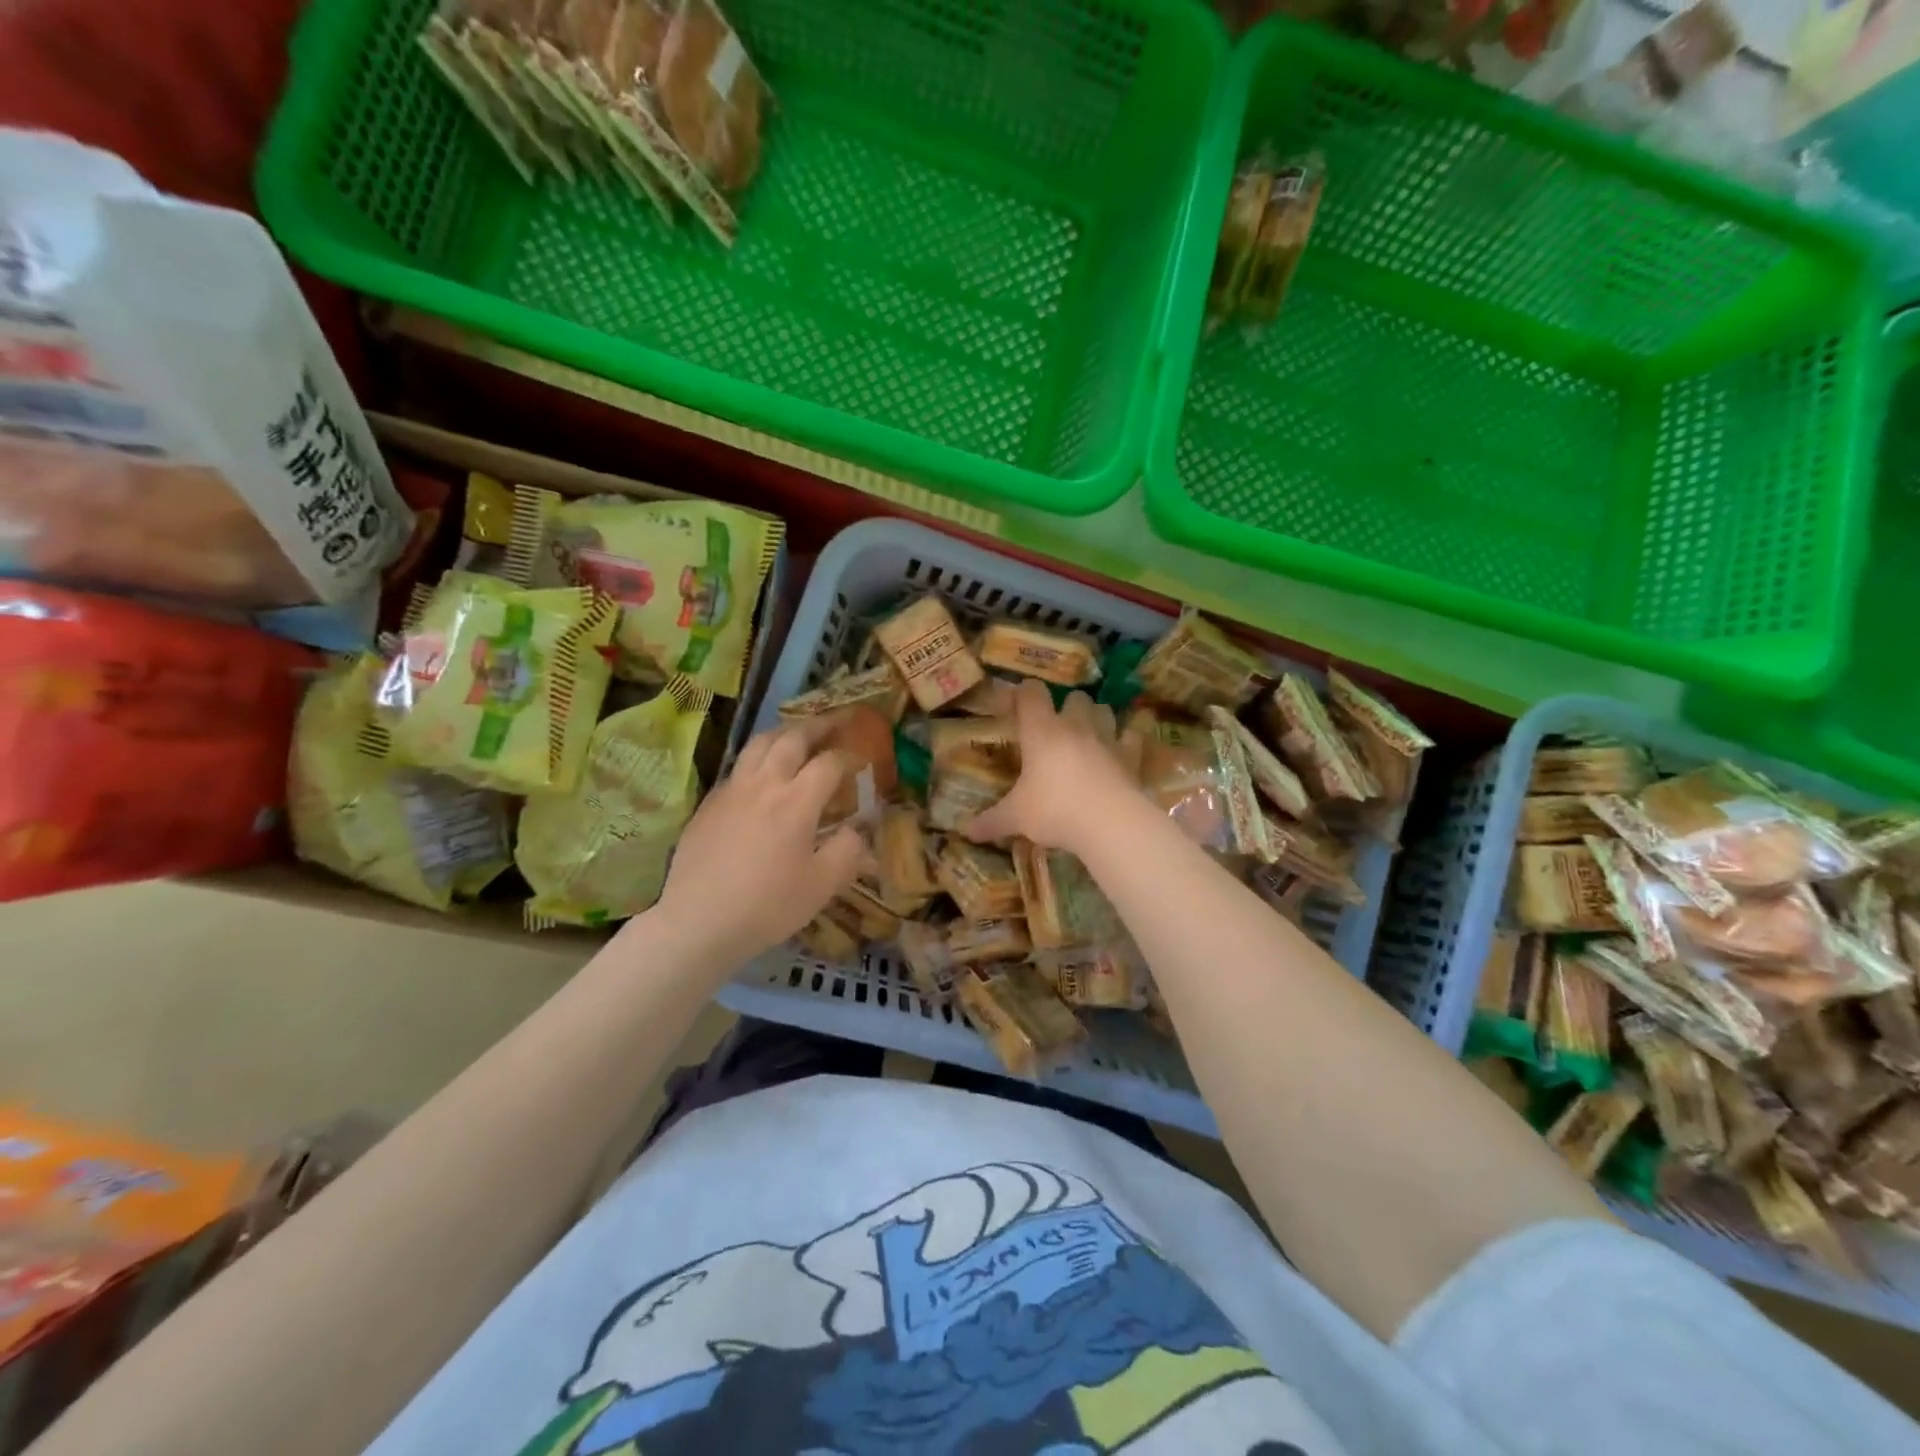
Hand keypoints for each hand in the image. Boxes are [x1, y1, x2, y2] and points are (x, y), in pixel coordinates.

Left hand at [653, 718, 865, 968]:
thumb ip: (847, 852)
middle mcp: (764, 784)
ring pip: (759, 744)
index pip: (829, 763)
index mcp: (796, 801)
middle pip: (792, 738)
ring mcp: (731, 790)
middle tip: (835, 723)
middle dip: (818, 726)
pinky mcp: (709, 803)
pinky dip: (758, 757)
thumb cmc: (767, 906)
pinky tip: (762, 772)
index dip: (849, 756)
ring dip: (785, 733)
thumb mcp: (821, 886)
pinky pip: (738, 766)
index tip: (862, 759)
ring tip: (798, 734)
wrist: (698, 922)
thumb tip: (857, 830)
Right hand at [965, 680, 1142, 855]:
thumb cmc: (1054, 810)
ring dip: (1096, 717)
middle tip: (1057, 726)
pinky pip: (1131, 738)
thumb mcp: (1016, 817)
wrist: (1110, 822)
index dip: (1024, 692)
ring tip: (1089, 735)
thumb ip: (992, 821)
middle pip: (1075, 696)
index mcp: (1041, 731)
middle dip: (1067, 706)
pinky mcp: (1131, 756)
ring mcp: (1107, 738)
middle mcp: (1075, 726)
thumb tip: (967, 831)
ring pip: (1104, 710)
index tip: (1018, 701)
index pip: (1031, 694)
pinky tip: (1120, 753)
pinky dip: (1126, 742)